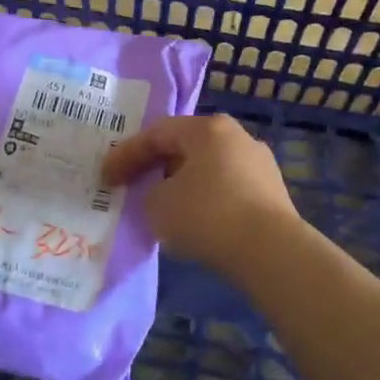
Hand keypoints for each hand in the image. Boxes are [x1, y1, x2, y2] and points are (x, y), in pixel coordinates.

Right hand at [100, 115, 308, 280]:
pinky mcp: (273, 194)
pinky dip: (207, 202)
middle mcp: (237, 137)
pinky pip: (228, 190)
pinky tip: (197, 224)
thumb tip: (165, 195)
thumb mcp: (157, 205)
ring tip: (165, 209)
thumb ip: (151, 193)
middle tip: (135, 187)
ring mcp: (260, 164)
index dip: (127, 154)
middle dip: (157, 167)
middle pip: (186, 147)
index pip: (157, 133)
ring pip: (209, 169)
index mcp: (208, 128)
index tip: (107, 177)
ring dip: (183, 186)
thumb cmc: (206, 215)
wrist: (270, 250)